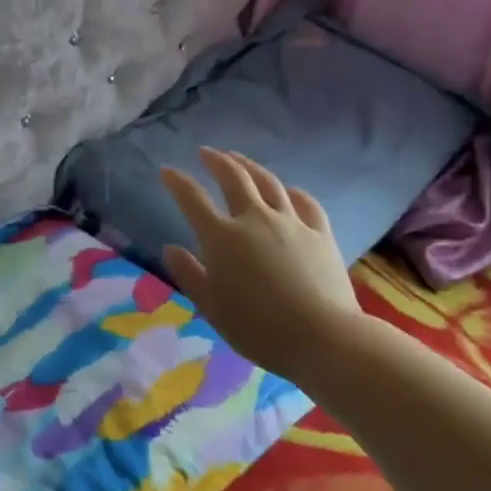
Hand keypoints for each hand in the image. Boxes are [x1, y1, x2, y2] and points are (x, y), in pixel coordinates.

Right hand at [160, 148, 372, 372]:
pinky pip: (306, 203)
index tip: (167, 170)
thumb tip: (170, 248)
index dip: (177, 182)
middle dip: (217, 161)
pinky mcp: (320, 234)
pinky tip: (290, 190)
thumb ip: (189, 274)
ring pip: (269, 183)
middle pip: (234, 179)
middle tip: (206, 152)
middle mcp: (255, 219)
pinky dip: (293, 192)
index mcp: (222, 237)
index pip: (192, 199)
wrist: (323, 337)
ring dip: (251, 166)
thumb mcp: (211, 306)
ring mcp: (291, 223)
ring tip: (240, 159)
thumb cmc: (257, 328)